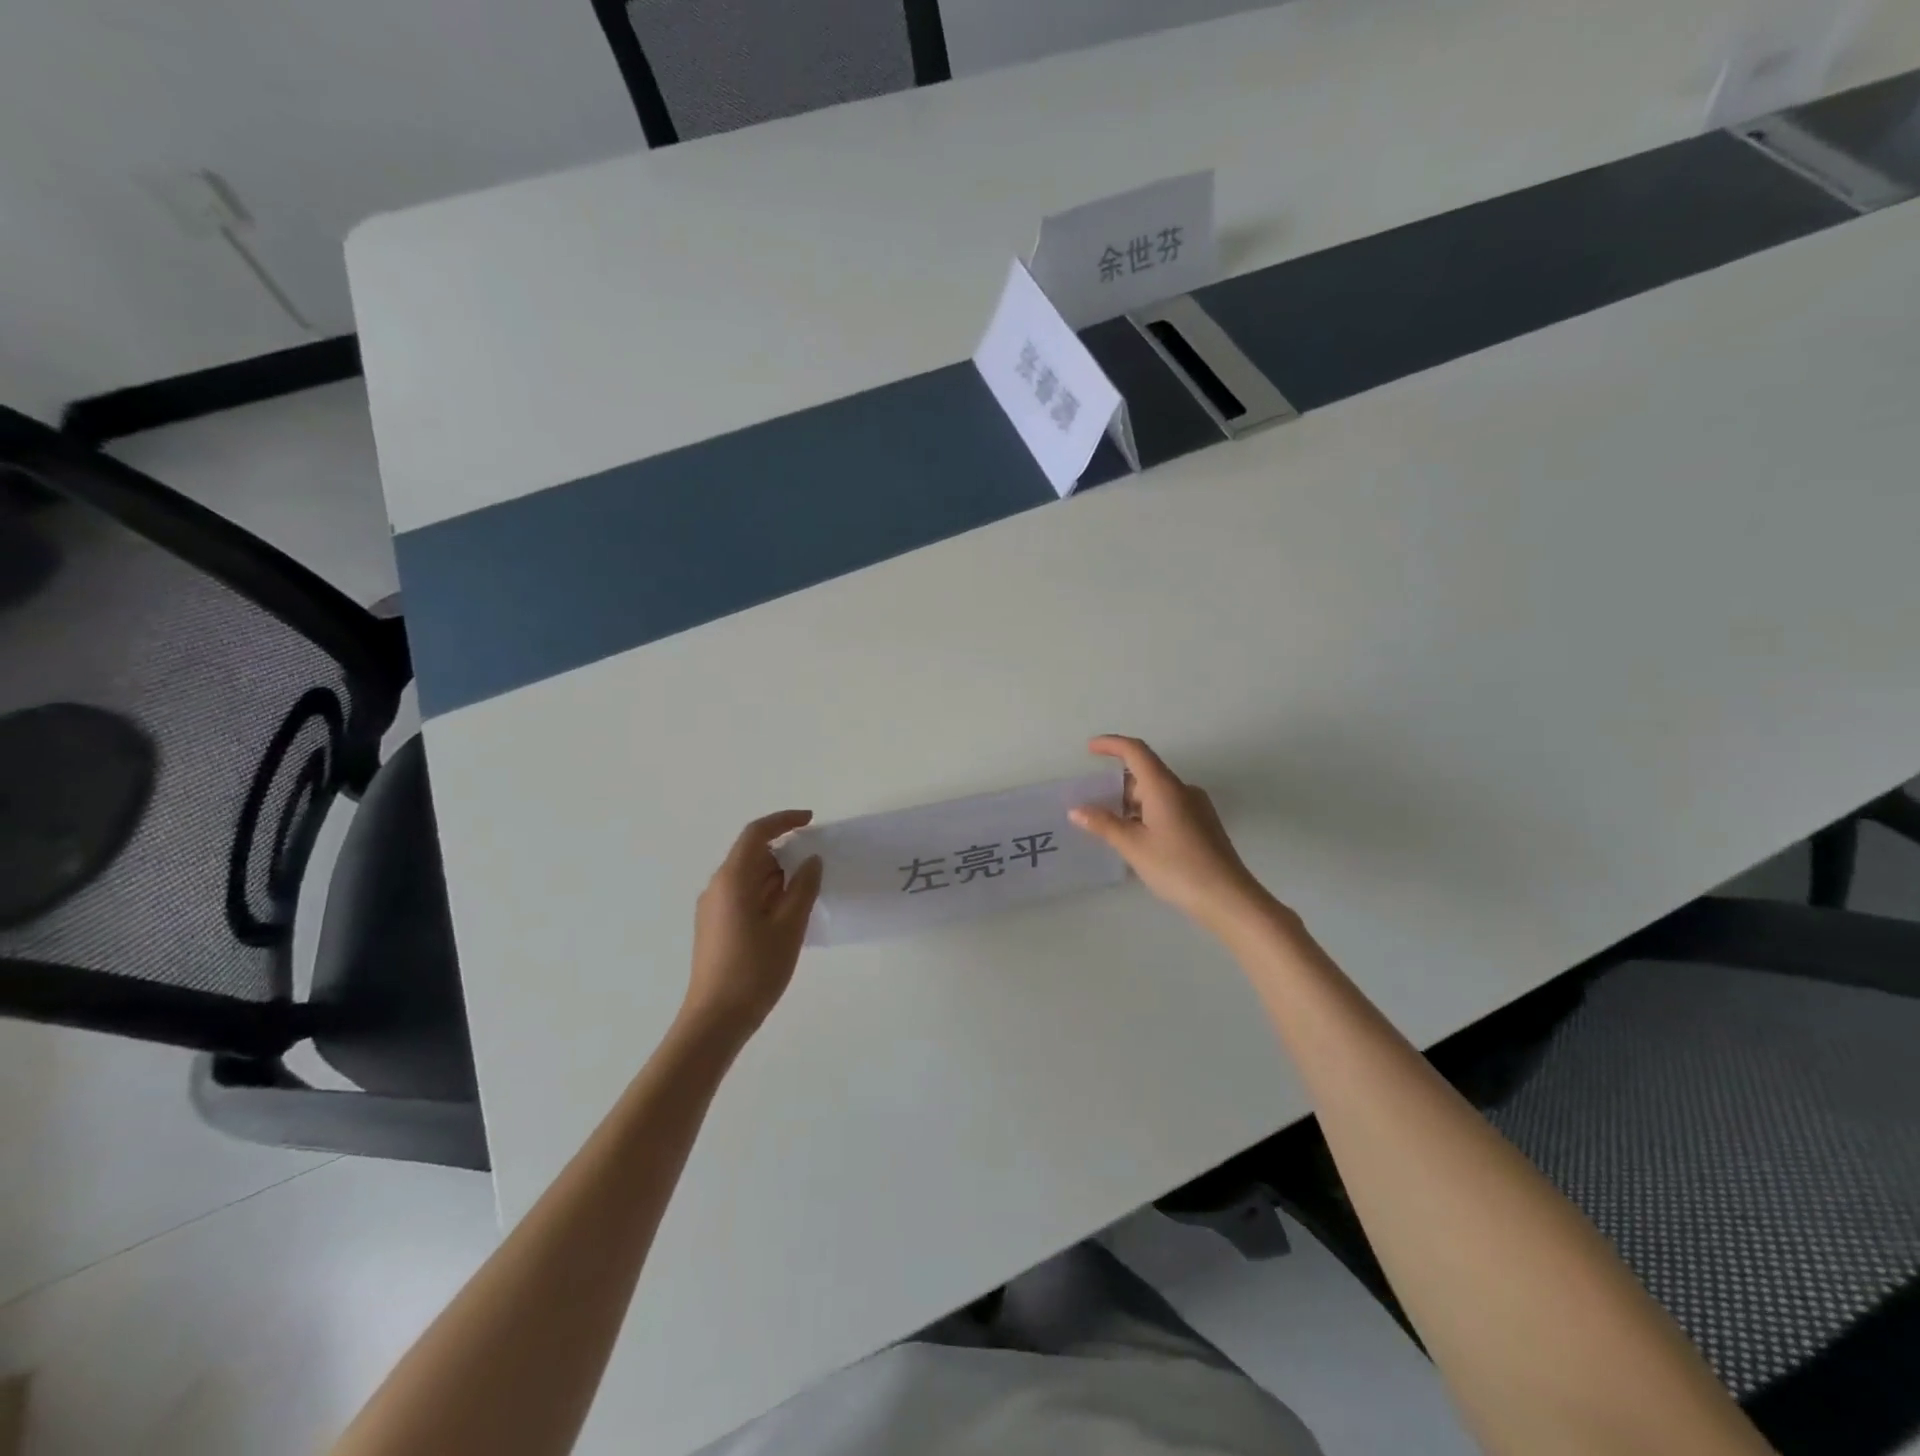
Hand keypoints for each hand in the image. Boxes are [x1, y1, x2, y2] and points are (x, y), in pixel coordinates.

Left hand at [683, 810, 823, 1040]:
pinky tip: (786, 914)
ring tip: (806, 892)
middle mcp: (717, 887)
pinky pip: (743, 895)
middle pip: (752, 854)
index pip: (757, 834)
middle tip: (816, 864)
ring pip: (749, 877)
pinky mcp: (714, 926)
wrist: (715, 1020)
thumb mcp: (790, 926)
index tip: (811, 820)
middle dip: (784, 852)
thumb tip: (811, 861)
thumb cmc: (755, 969)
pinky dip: (767, 893)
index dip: (784, 821)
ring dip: (777, 876)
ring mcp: (712, 908)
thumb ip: (804, 888)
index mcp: (732, 879)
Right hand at [1069, 736, 1276, 934]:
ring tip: (1110, 826)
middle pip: (1146, 774)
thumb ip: (1104, 824)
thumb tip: (1077, 810)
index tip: (1089, 748)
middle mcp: (1182, 790)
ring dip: (1132, 803)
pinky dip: (1147, 814)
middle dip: (1117, 785)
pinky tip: (1137, 839)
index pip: (1135, 751)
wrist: (1227, 897)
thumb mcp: (1133, 846)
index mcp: (1164, 787)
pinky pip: (1169, 808)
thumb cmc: (1177, 867)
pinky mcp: (1203, 824)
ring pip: (1157, 793)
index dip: (1111, 744)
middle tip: (1093, 804)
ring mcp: (1197, 807)